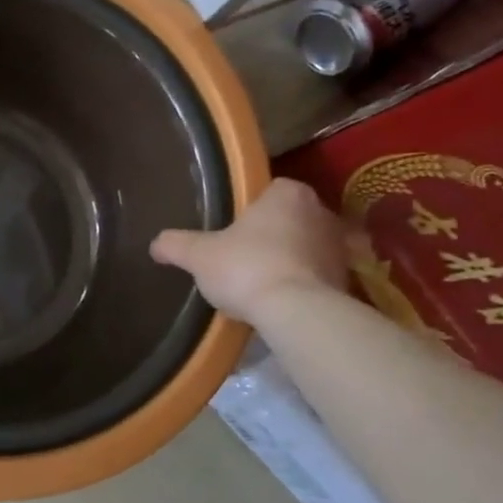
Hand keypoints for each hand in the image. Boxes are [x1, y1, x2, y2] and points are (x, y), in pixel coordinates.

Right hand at [150, 178, 347, 322]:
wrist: (296, 312)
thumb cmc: (246, 268)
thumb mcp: (198, 256)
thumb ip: (175, 245)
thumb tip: (155, 244)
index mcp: (287, 194)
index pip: (270, 190)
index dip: (250, 209)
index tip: (233, 230)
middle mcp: (321, 211)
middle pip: (290, 217)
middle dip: (272, 233)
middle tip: (243, 256)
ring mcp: (339, 245)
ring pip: (306, 246)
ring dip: (290, 259)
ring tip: (261, 282)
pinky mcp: (347, 278)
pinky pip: (318, 274)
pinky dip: (303, 283)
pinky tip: (281, 300)